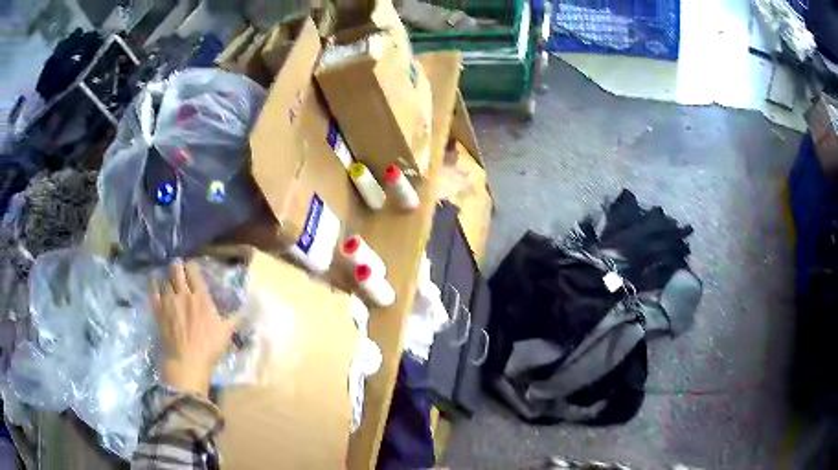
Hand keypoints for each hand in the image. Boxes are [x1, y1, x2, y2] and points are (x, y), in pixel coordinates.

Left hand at [150, 261, 235, 395]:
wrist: (187, 361)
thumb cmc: (209, 347)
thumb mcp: (226, 332)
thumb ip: (235, 317)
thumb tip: (249, 308)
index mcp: (201, 297)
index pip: (193, 271)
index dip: (191, 266)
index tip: (191, 268)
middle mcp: (184, 293)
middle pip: (176, 269)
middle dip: (177, 266)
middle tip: (178, 268)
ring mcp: (169, 300)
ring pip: (165, 278)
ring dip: (167, 277)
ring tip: (167, 278)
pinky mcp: (158, 309)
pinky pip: (153, 289)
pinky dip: (153, 283)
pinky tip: (154, 282)